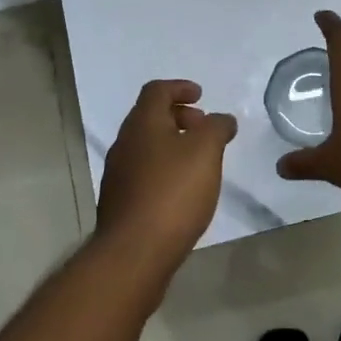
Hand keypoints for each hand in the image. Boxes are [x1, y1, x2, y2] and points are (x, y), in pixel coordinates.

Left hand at [96, 80, 236, 269]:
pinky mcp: (121, 202)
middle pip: (150, 117)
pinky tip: (183, 190)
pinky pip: (144, 172)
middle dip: (179, 117)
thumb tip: (222, 119)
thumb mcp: (206, 151)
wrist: (134, 252)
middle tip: (204, 128)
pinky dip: (165, 169)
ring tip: (199, 161)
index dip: (180, 87)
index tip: (201, 96)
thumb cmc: (173, 192)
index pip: (156, 90)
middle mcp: (125, 143)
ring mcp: (118, 174)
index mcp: (142, 123)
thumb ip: (217, 128)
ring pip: (147, 146)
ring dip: (172, 144)